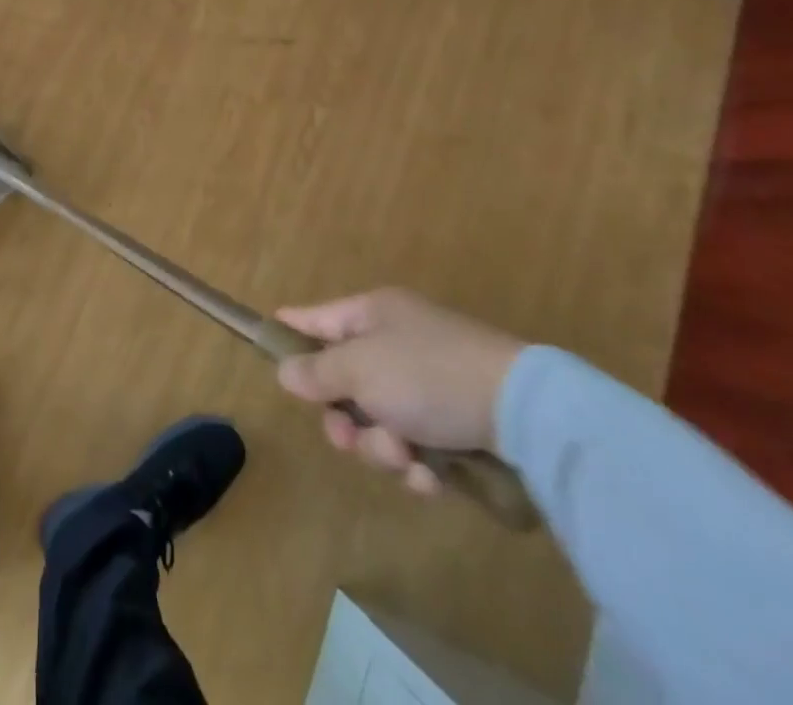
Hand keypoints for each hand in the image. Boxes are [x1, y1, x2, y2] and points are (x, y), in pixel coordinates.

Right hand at [275, 289, 523, 494]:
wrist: (525, 412)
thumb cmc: (428, 375)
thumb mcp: (360, 369)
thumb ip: (317, 371)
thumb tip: (285, 371)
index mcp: (372, 314)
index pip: (316, 317)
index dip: (291, 328)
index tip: (266, 337)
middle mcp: (397, 343)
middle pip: (345, 384)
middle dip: (345, 420)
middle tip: (348, 438)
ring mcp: (428, 384)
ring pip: (378, 423)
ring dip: (383, 449)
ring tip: (407, 458)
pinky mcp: (457, 423)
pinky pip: (416, 446)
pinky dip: (418, 465)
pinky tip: (432, 477)